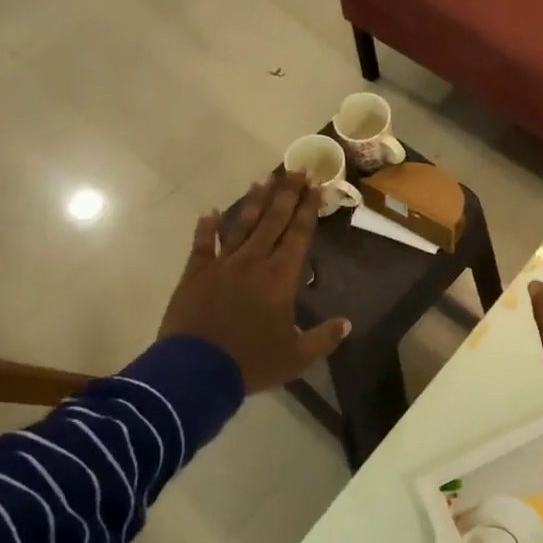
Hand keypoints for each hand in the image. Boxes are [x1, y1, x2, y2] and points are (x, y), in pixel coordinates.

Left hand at [159, 171, 350, 392]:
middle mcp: (253, 262)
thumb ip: (324, 338)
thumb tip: (347, 323)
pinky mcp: (195, 274)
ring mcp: (222, 265)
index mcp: (281, 277)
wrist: (195, 371)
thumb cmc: (251, 362)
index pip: (298, 235)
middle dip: (287, 194)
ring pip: (242, 225)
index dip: (308, 209)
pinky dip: (206, 227)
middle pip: (273, 221)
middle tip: (296, 170)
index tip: (316, 187)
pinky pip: (202, 245)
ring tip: (264, 179)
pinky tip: (211, 211)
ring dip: (254, 202)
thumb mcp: (297, 357)